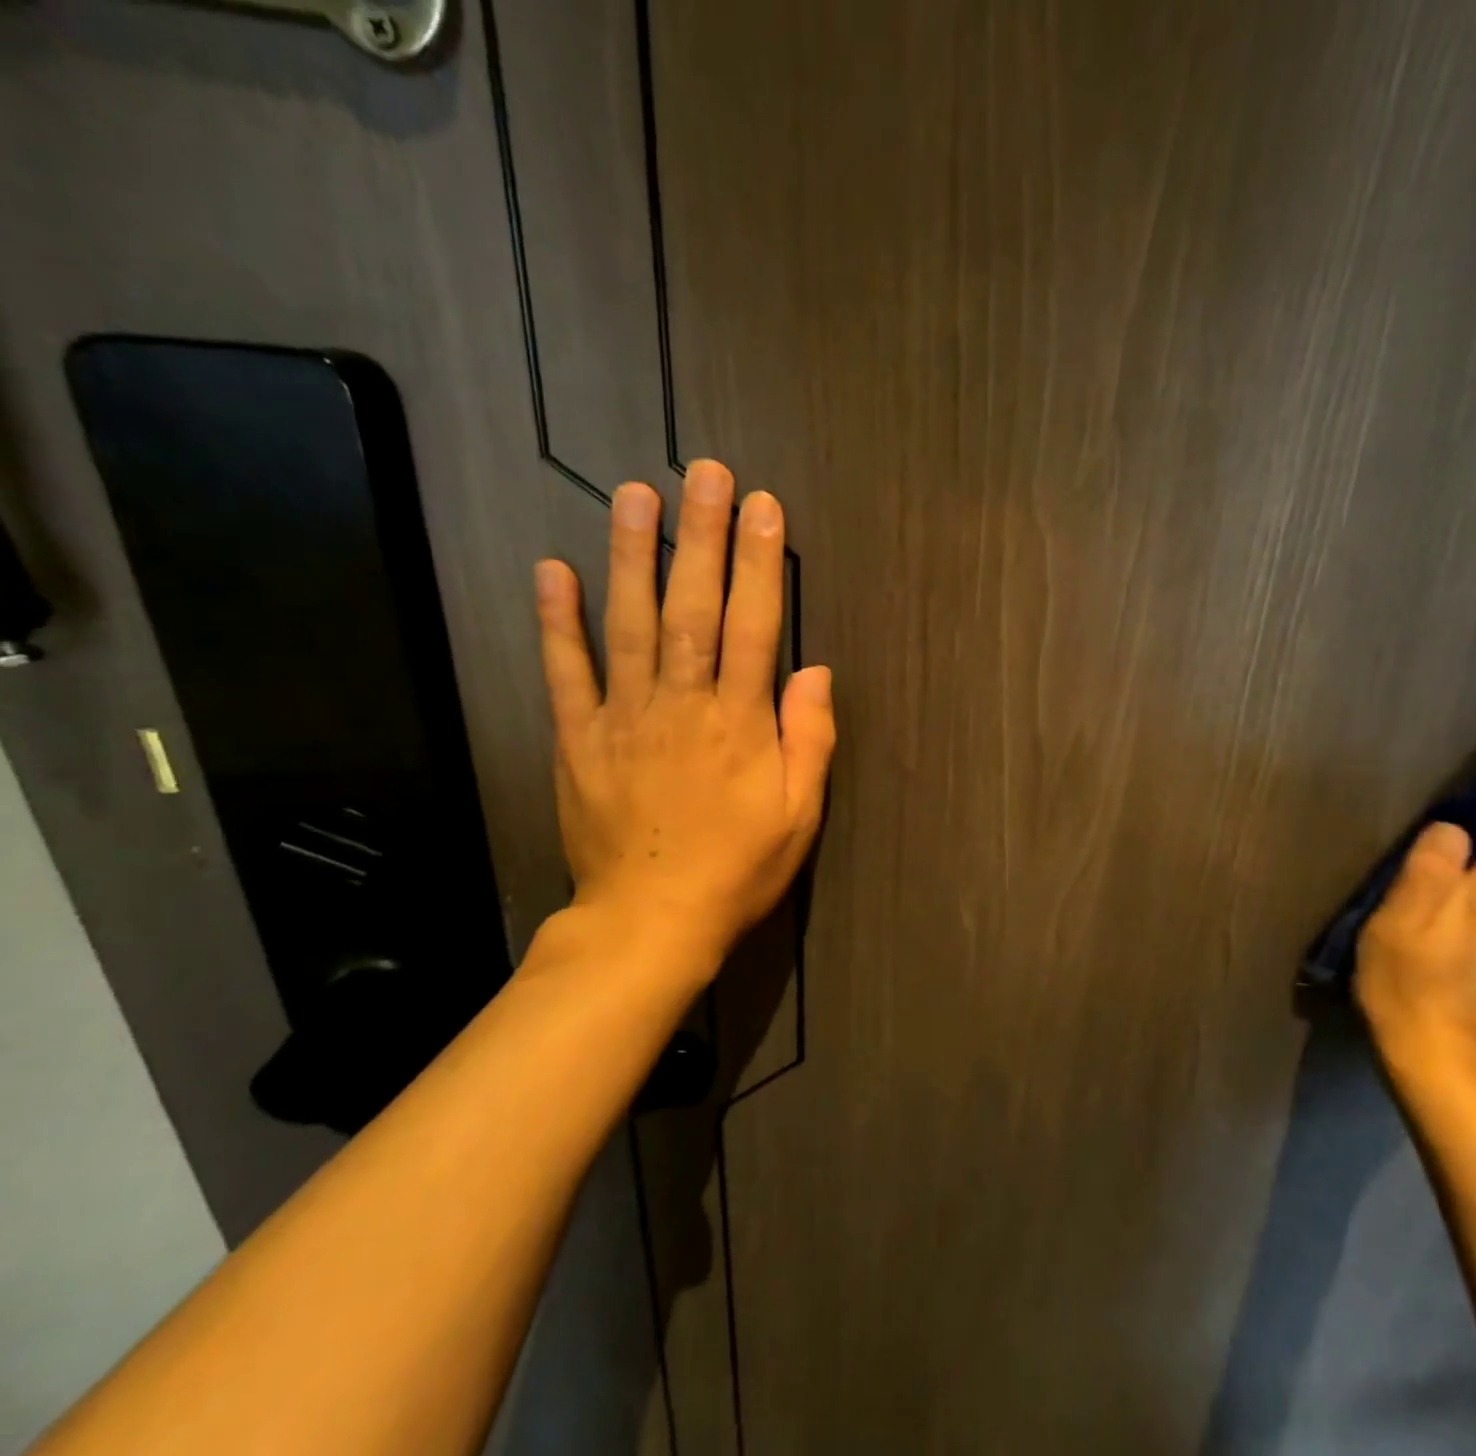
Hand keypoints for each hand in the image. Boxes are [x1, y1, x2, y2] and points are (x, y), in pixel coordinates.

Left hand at [532, 460, 834, 973]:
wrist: (650, 922)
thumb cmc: (738, 868)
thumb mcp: (800, 814)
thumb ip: (810, 739)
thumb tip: (815, 671)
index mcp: (740, 722)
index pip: (756, 626)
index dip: (761, 563)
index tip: (763, 508)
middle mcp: (682, 704)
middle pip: (694, 607)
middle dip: (701, 536)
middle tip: (704, 473)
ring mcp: (624, 717)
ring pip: (629, 623)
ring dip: (632, 555)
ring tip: (635, 494)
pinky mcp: (579, 739)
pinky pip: (565, 672)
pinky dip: (557, 621)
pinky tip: (553, 569)